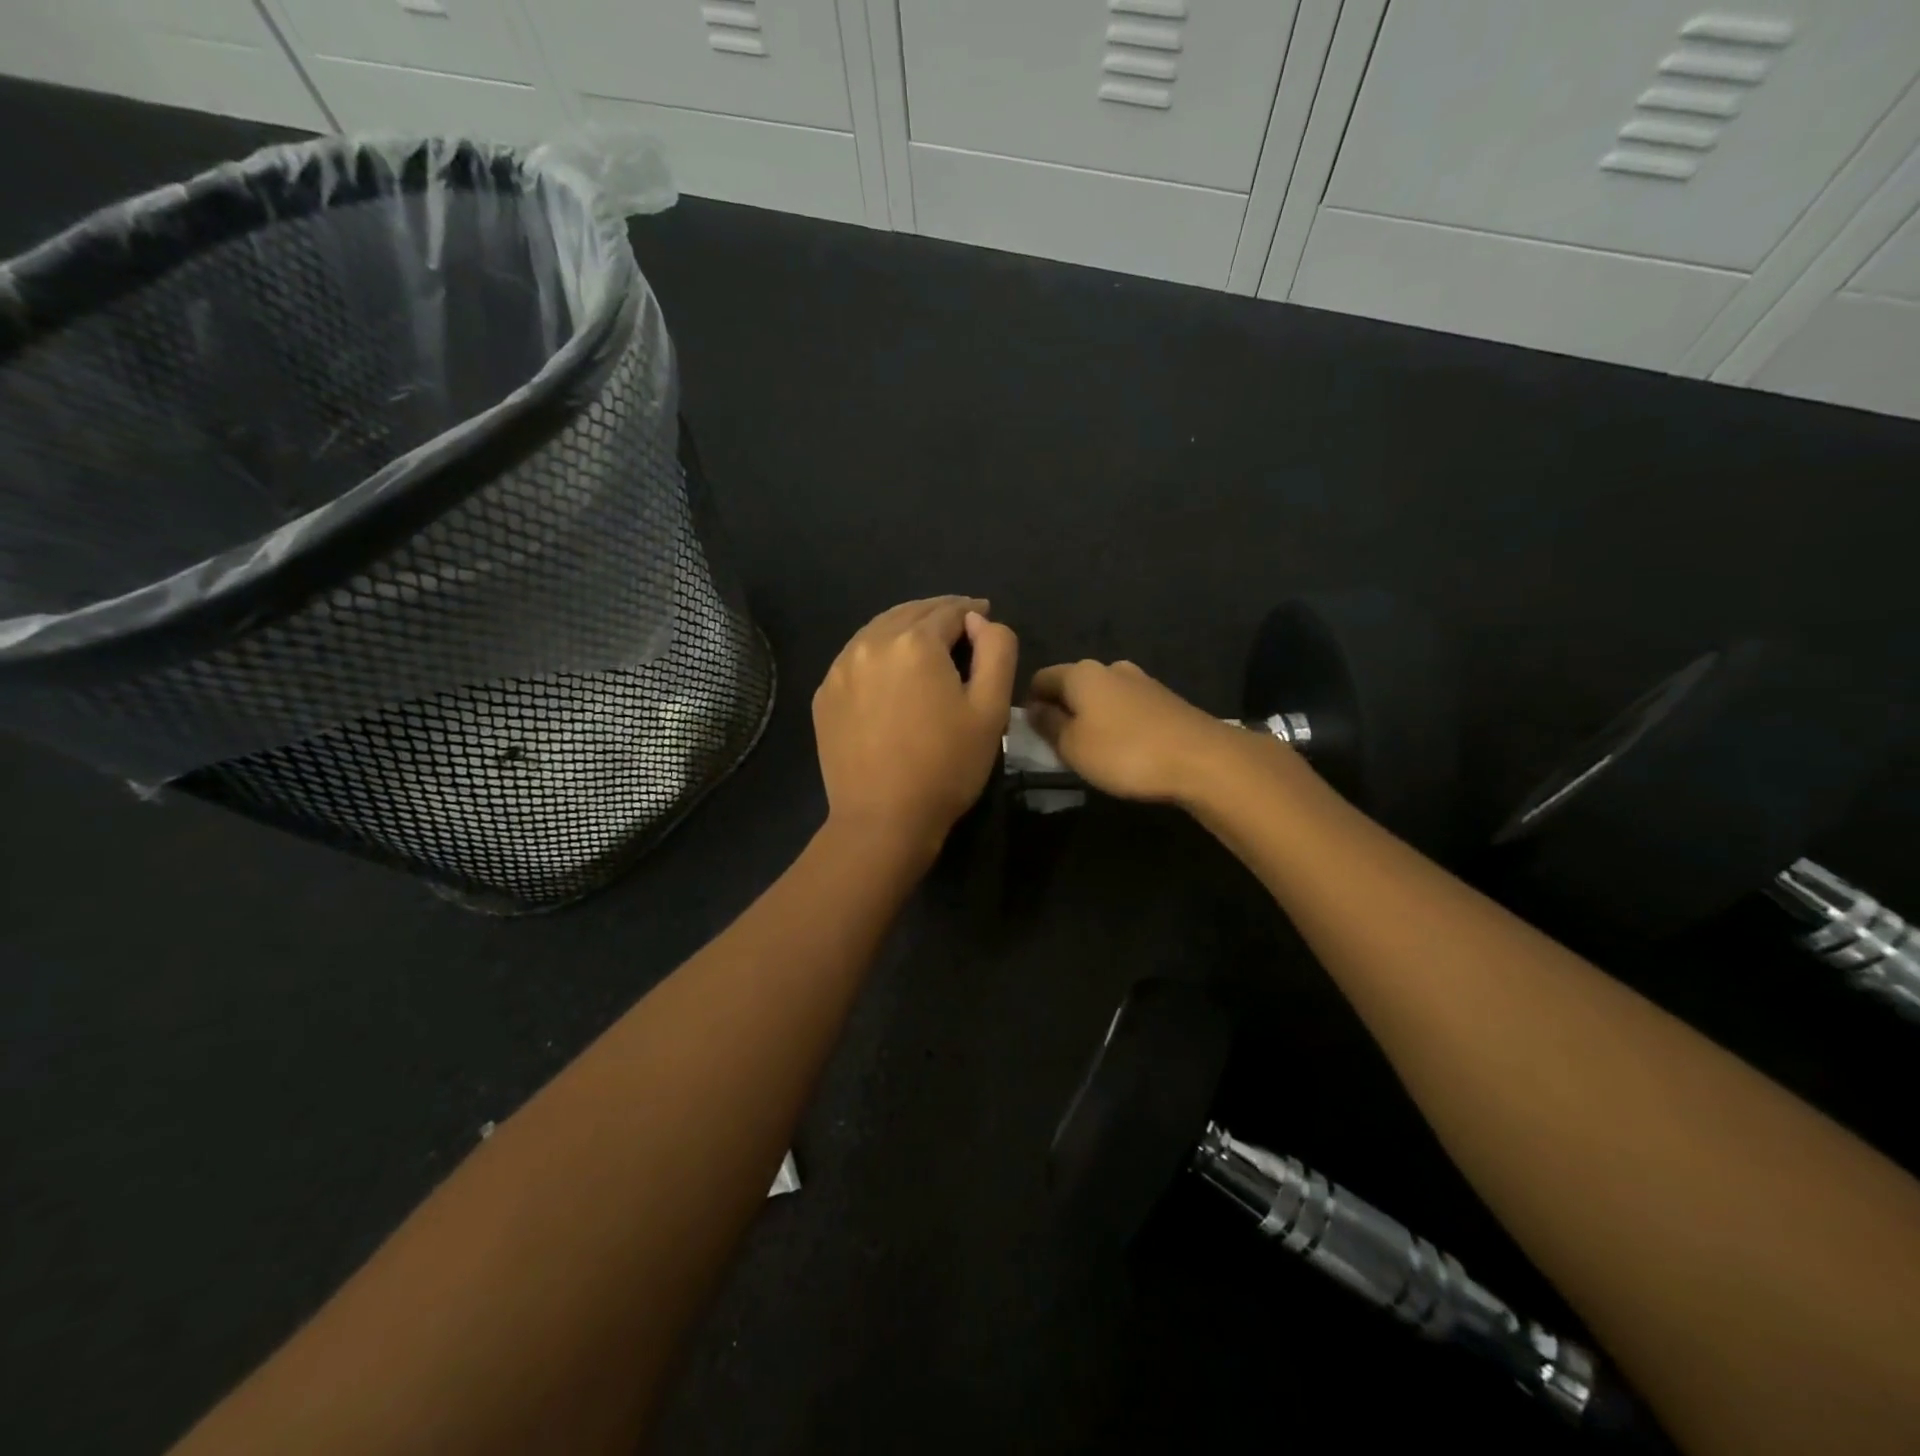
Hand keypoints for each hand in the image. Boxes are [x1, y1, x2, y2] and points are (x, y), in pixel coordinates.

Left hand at [813, 596, 1017, 852]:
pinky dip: (878, 653)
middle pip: (910, 613)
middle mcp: (870, 643)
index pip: (948, 610)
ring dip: (905, 629)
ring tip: (926, 642)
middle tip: (959, 624)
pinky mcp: (824, 695)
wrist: (883, 819)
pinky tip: (890, 671)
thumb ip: (997, 651)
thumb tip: (979, 621)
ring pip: (878, 631)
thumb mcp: (992, 709)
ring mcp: (840, 669)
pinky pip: (856, 658)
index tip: (984, 615)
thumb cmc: (947, 766)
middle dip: (938, 613)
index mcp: (914, 642)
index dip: (971, 611)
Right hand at [1025, 659, 1248, 805]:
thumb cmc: (1125, 752)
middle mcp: (1111, 668)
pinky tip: (1124, 749)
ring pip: (1102, 696)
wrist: (1202, 759)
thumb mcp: (1072, 746)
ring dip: (1092, 718)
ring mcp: (1142, 681)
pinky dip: (1117, 724)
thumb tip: (1034, 709)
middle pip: (1073, 685)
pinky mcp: (1165, 699)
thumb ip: (1048, 725)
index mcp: (1081, 673)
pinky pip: (1127, 707)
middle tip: (1060, 746)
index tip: (1031, 734)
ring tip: (1093, 751)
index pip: (1040, 678)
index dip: (1030, 703)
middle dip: (1063, 710)